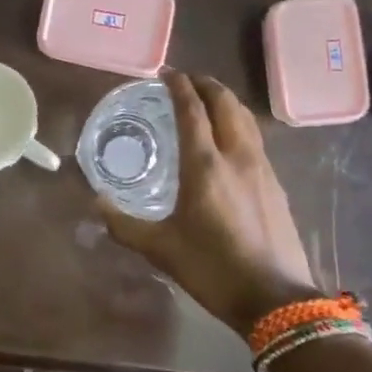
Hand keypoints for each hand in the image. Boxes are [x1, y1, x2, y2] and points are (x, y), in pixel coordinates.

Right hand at [100, 71, 319, 336]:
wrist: (276, 298)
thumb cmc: (213, 269)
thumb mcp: (162, 249)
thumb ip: (125, 225)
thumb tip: (96, 203)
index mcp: (205, 165)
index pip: (193, 110)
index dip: (179, 86)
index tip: (167, 73)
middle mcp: (237, 156)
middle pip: (226, 104)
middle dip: (207, 85)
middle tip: (187, 81)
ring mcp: (262, 168)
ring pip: (246, 119)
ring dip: (226, 102)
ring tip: (210, 101)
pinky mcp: (276, 184)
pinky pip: (255, 139)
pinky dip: (239, 124)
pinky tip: (231, 141)